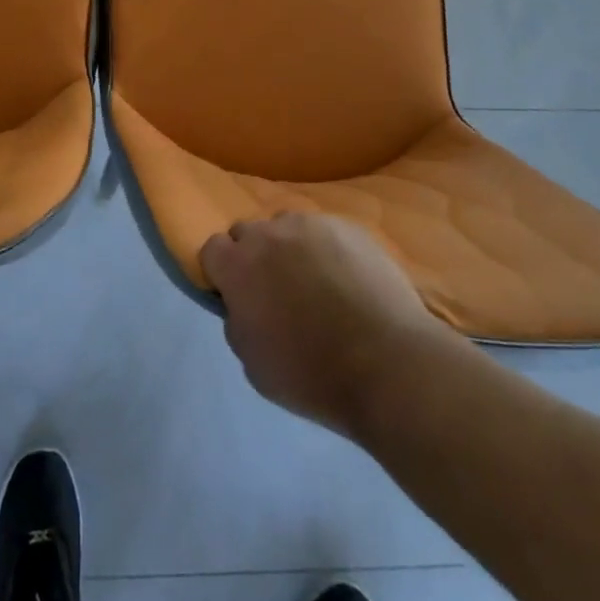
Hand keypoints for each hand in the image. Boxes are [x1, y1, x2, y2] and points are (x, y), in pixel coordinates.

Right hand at [201, 212, 460, 438]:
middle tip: (277, 291)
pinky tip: (349, 282)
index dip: (222, 272)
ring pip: (288, 227)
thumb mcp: (255, 365)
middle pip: (248, 232)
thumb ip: (239, 322)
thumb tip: (243, 305)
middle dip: (255, 256)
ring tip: (318, 284)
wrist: (387, 364)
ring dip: (292, 249)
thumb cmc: (313, 375)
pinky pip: (325, 232)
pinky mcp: (348, 226)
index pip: (212, 249)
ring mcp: (311, 224)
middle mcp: (269, 233)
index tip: (238, 296)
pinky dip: (329, 251)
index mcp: (238, 266)